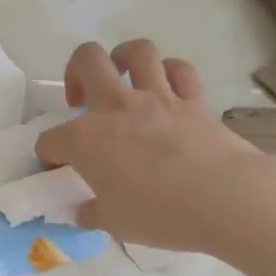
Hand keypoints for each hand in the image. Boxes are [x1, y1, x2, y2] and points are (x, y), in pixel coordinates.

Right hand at [34, 39, 265, 253]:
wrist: (226, 200)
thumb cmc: (160, 214)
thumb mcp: (115, 223)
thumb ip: (94, 213)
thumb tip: (85, 212)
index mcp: (84, 140)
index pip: (50, 141)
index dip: (49, 156)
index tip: (58, 170)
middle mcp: (115, 109)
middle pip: (86, 61)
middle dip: (74, 72)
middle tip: (80, 98)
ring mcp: (157, 99)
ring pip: (136, 51)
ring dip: (123, 58)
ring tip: (122, 78)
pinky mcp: (194, 101)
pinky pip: (180, 71)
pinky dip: (170, 73)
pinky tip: (165, 88)